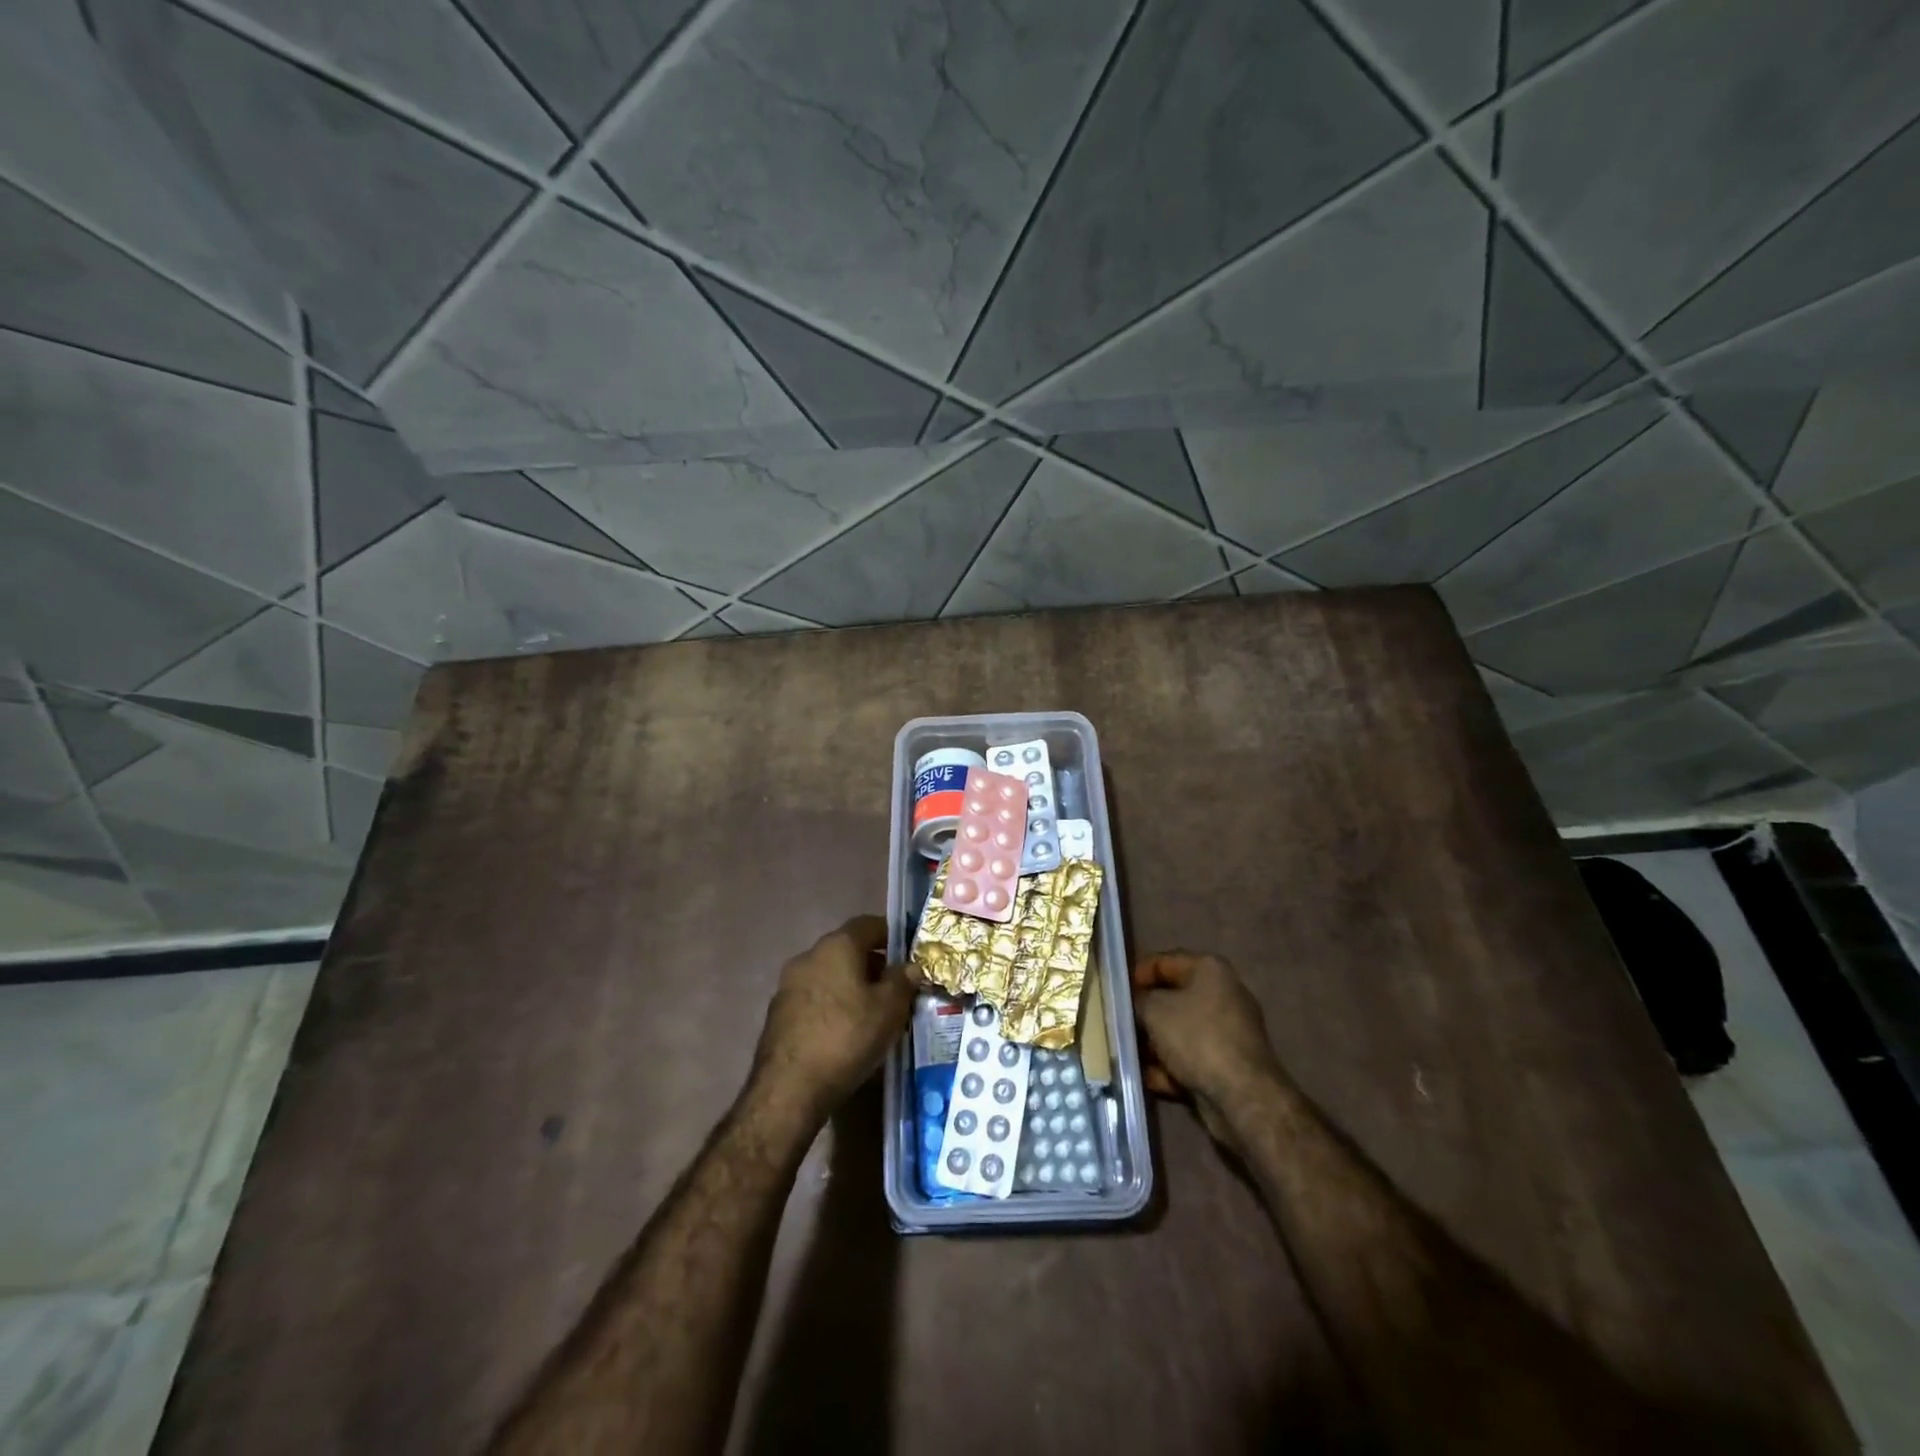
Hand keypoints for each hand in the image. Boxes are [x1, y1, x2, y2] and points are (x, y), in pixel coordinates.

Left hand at [753, 916, 914, 1118]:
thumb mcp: (889, 1010)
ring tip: (874, 1013)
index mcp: (836, 946)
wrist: (789, 1089)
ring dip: (851, 986)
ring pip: (829, 975)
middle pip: (847, 950)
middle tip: (896, 988)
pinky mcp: (778, 1014)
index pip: (868, 924)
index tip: (909, 950)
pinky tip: (846, 1032)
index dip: (891, 933)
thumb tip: (910, 966)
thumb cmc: (847, 1037)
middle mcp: (808, 956)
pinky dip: (833, 1006)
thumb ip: (903, 982)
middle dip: (873, 965)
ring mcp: (788, 985)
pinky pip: (815, 998)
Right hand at [1131, 951, 1283, 1143]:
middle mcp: (1222, 994)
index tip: (1115, 994)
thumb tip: (1133, 1002)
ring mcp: (1226, 1031)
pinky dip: (1169, 1066)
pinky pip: (1190, 1057)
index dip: (1136, 975)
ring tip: (1127, 1053)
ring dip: (1153, 1043)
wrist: (1242, 1096)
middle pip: (1171, 998)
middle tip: (1119, 1024)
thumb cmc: (1196, 1038)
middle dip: (1144, 1013)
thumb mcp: (1154, 1010)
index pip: (1163, 961)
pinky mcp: (1226, 1063)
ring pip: (1178, 1030)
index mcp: (1209, 970)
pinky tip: (1148, 1078)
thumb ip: (1137, 1000)